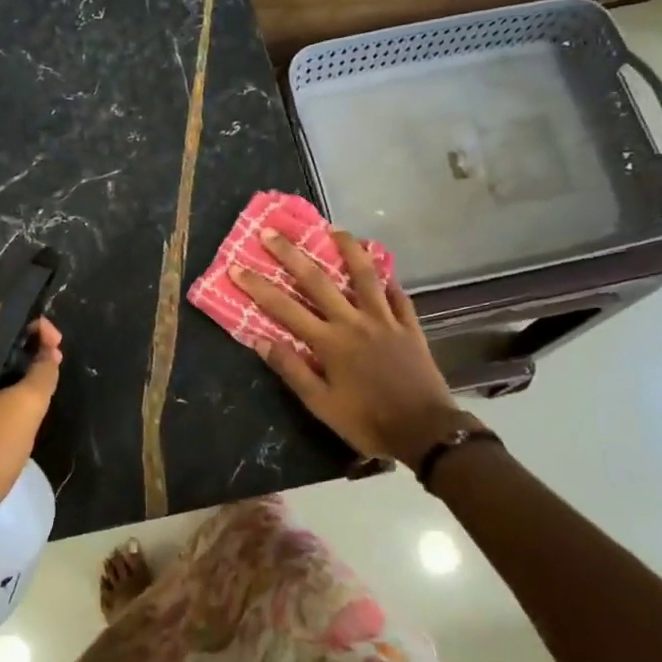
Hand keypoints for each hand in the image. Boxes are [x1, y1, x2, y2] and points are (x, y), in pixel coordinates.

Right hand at [232, 228, 467, 469]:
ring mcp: (385, 320)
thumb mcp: (321, 405)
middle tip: (271, 231)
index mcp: (329, 342)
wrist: (425, 432)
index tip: (236, 268)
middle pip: (317, 281)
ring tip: (335, 229)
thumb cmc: (367, 422)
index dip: (258, 287)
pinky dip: (389, 280)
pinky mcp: (409, 326)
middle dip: (291, 254)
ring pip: (364, 275)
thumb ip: (292, 370)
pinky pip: (398, 295)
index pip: (284, 308)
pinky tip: (382, 269)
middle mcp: (354, 322)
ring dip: (348, 249)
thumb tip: (261, 341)